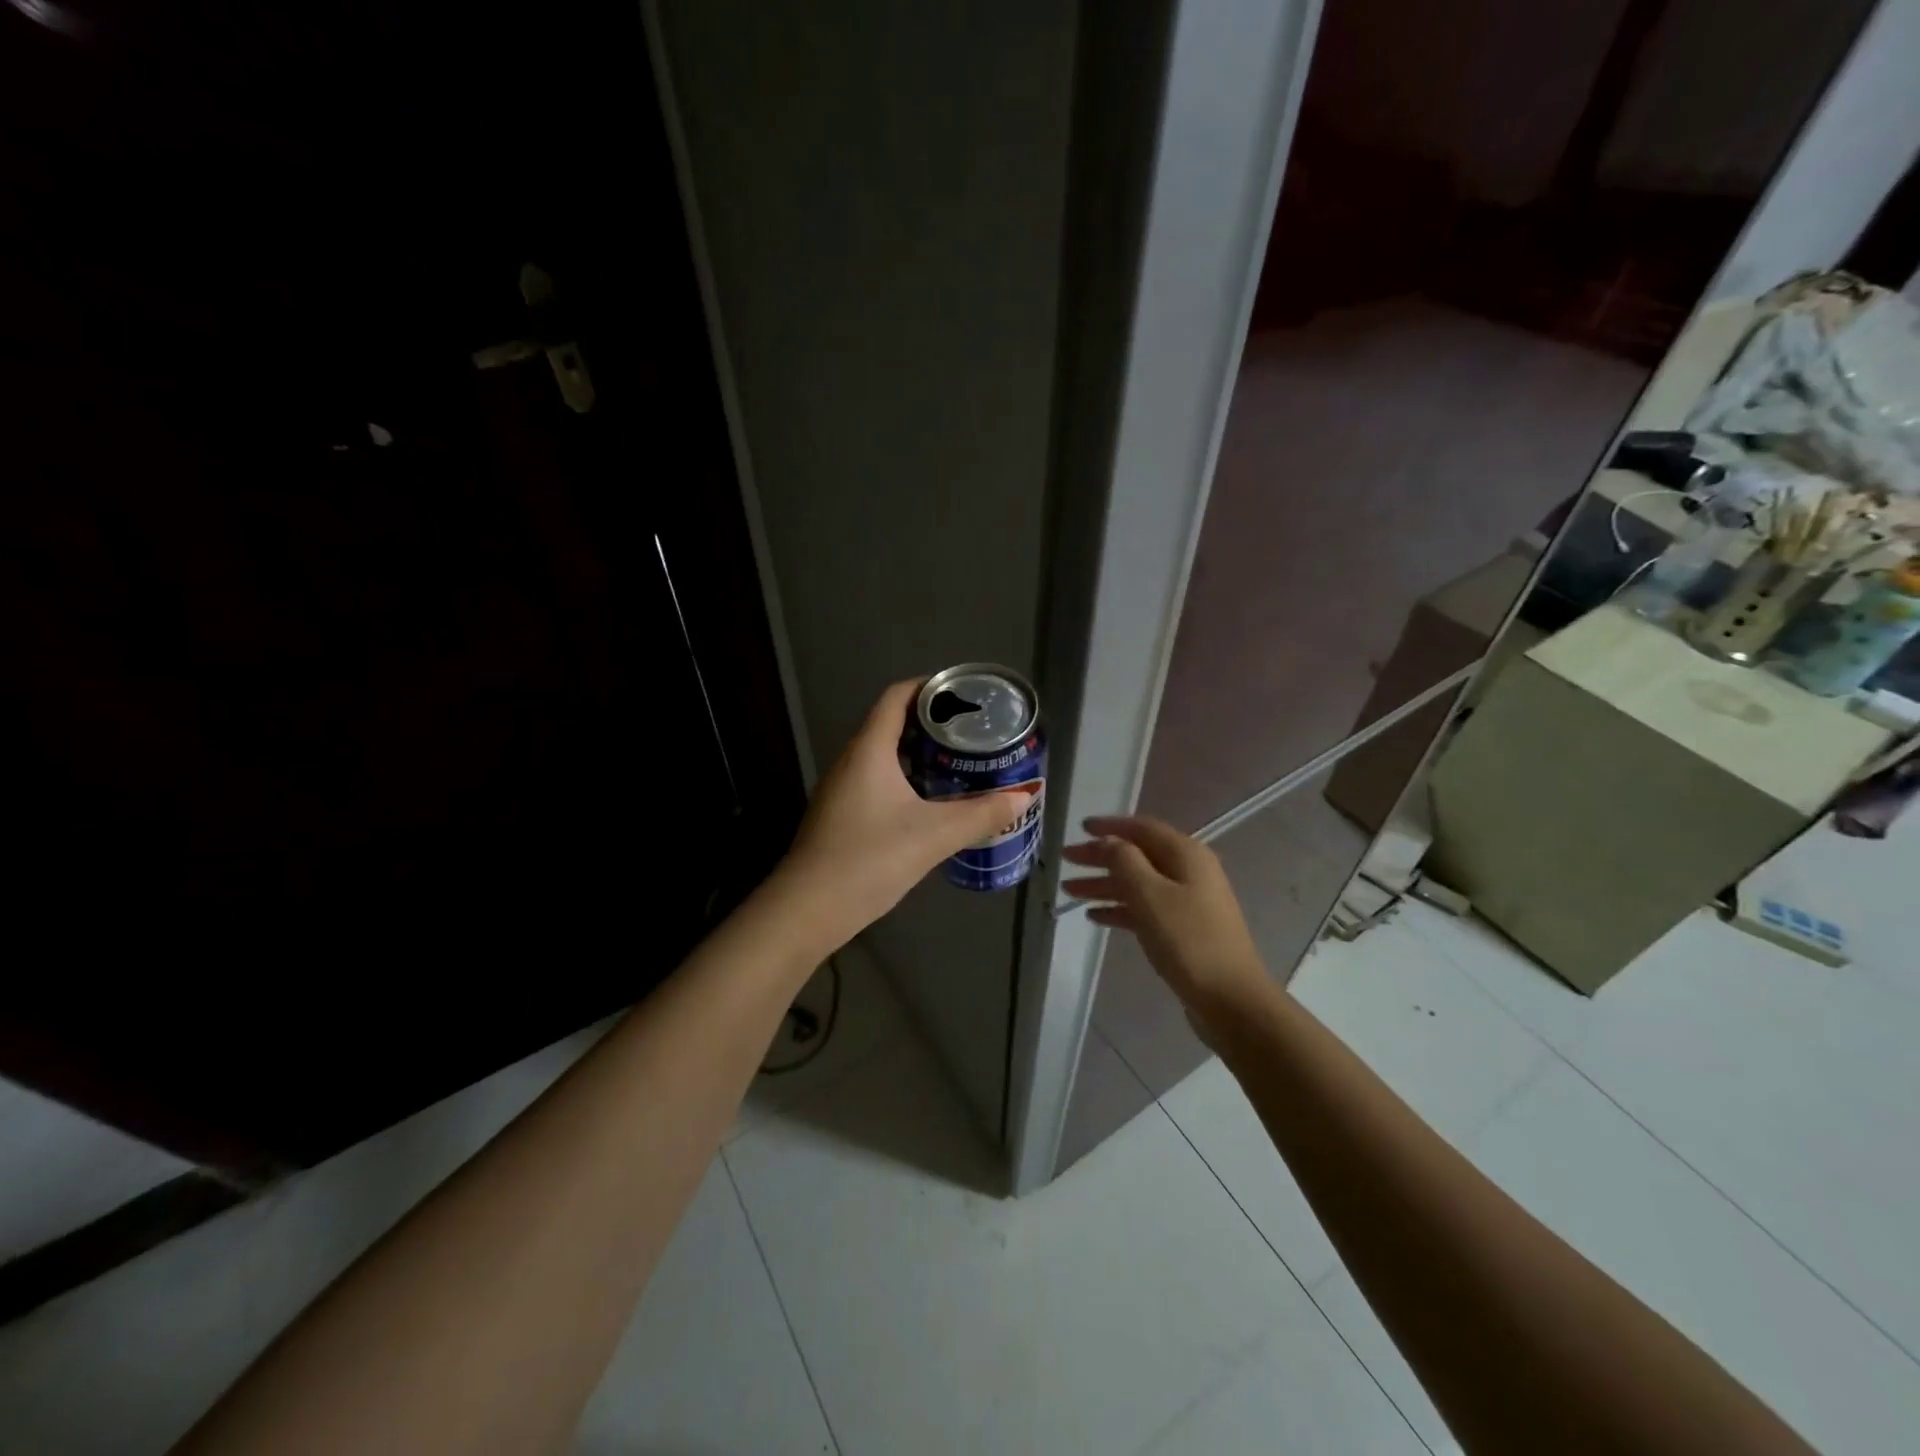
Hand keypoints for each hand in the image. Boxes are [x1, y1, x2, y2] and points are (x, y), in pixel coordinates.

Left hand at [777, 678, 1035, 948]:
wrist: (807, 909)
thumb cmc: (868, 860)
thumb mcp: (933, 836)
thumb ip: (981, 815)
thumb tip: (1024, 797)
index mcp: (869, 750)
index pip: (897, 697)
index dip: (929, 687)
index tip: (964, 693)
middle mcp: (851, 761)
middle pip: (892, 723)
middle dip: (932, 722)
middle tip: (972, 731)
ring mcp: (842, 789)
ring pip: (884, 755)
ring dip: (919, 753)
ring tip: (958, 762)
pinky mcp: (841, 814)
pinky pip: (877, 780)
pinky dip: (906, 779)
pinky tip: (930, 802)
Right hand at [1061, 816, 1267, 1036]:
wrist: (1231, 1001)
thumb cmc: (1188, 941)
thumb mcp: (1150, 895)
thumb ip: (1124, 861)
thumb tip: (1107, 841)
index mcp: (1185, 854)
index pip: (1141, 828)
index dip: (1109, 826)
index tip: (1079, 828)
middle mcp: (1189, 871)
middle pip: (1137, 855)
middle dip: (1100, 856)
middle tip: (1065, 859)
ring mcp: (1188, 901)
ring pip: (1138, 883)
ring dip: (1104, 884)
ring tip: (1069, 890)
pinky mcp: (1184, 929)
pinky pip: (1145, 908)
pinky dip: (1119, 908)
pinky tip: (1094, 916)